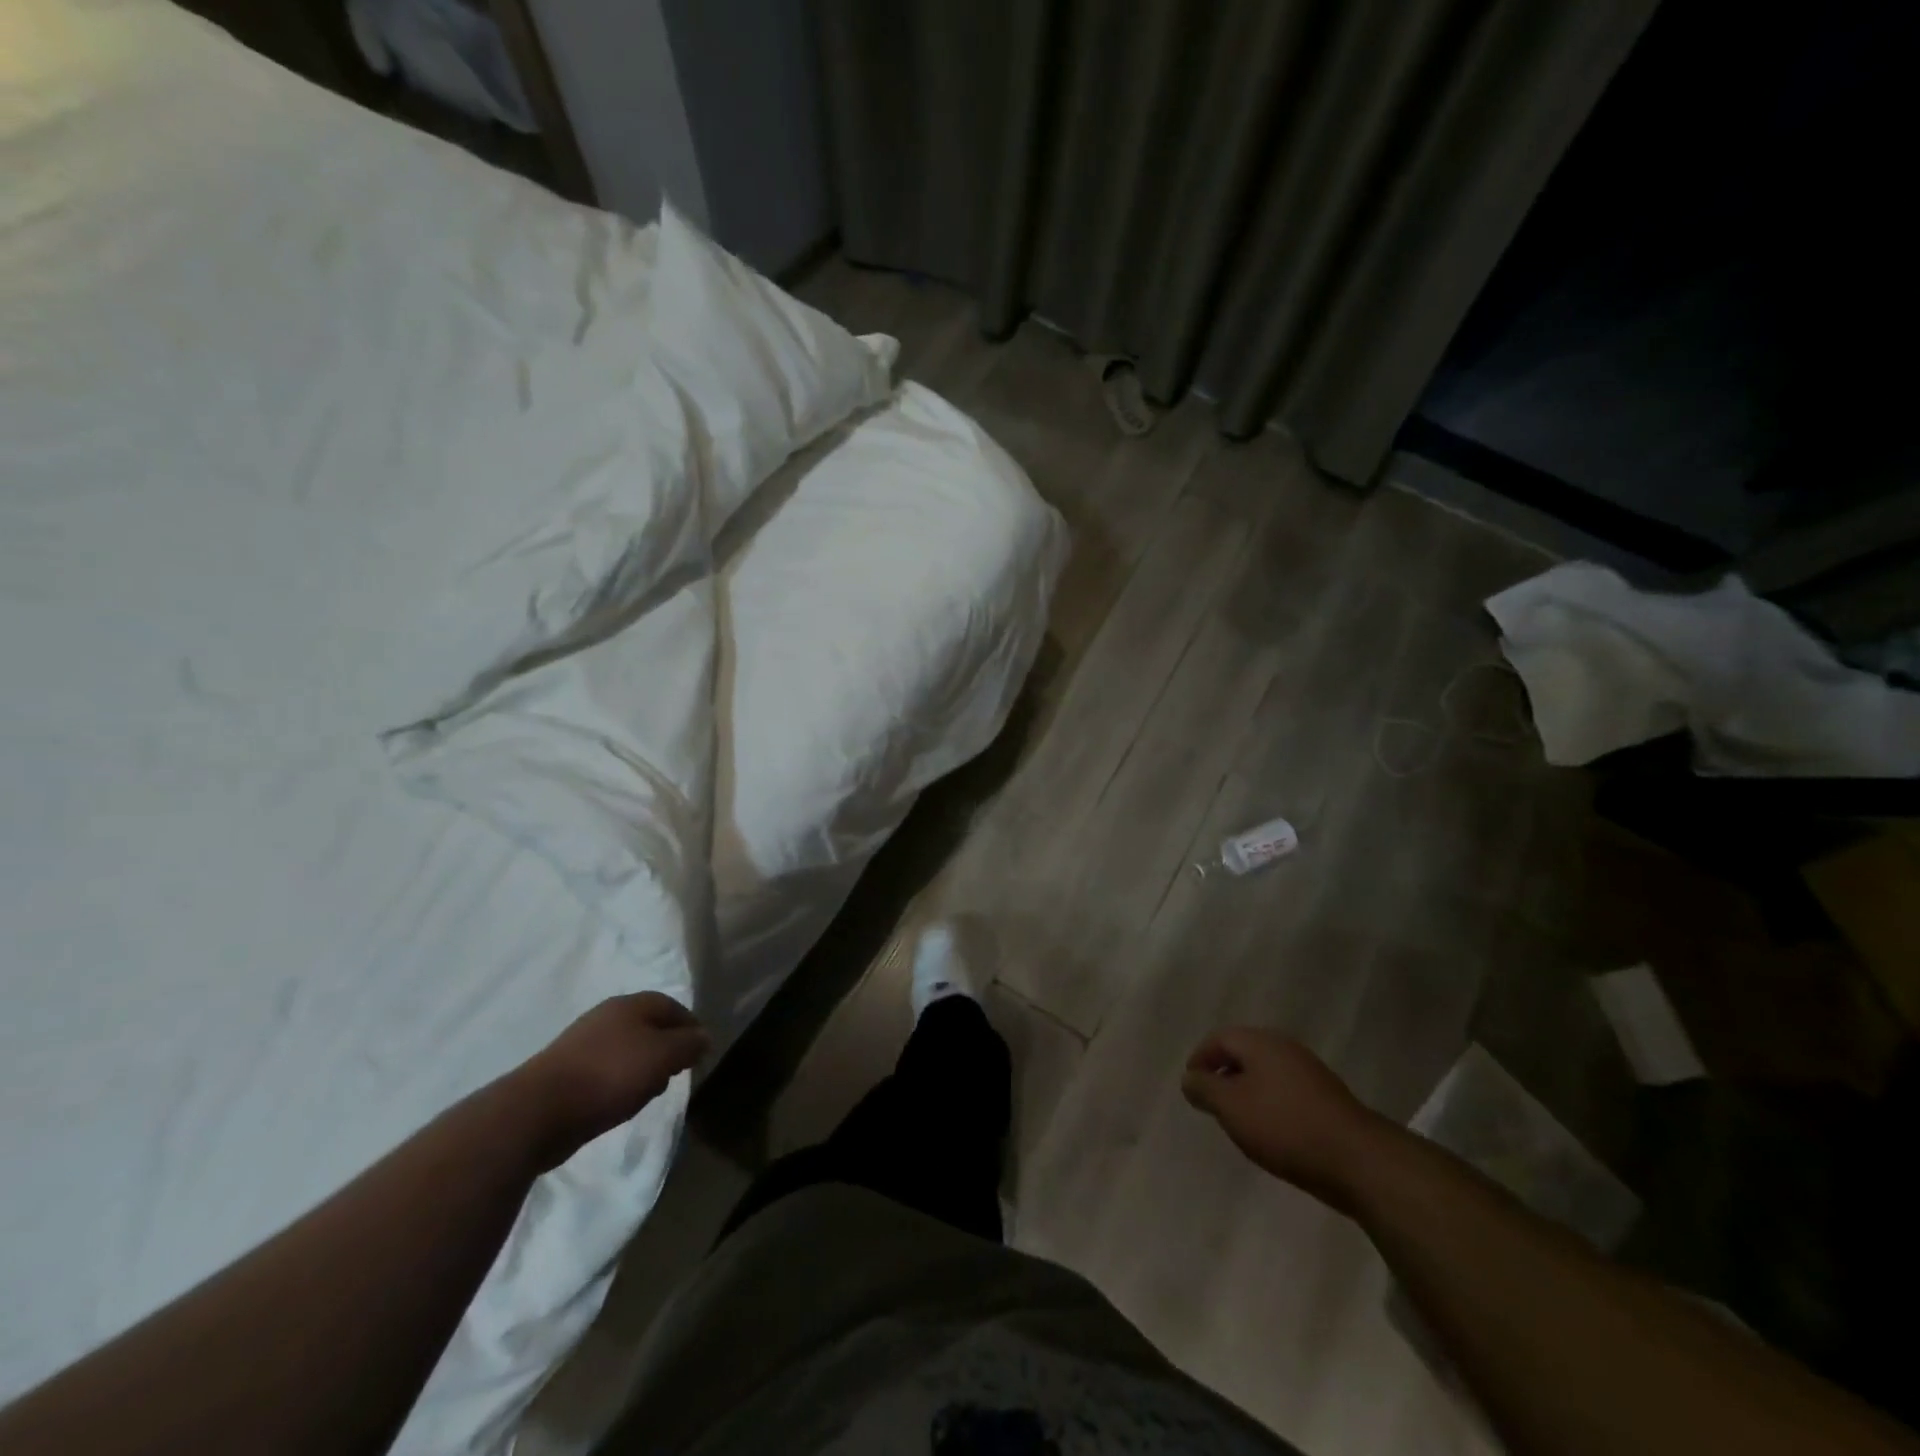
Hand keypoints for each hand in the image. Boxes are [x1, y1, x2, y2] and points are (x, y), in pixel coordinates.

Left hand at [518, 992, 710, 1167]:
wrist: (536, 1112)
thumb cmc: (609, 1075)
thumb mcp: (663, 1057)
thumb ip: (688, 1044)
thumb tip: (704, 1036)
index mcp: (630, 1004)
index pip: (671, 1005)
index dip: (690, 1026)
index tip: (700, 1051)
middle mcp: (606, 1016)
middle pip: (648, 1025)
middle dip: (666, 1046)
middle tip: (677, 1071)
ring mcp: (582, 1042)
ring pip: (626, 1048)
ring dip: (643, 1066)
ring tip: (650, 1091)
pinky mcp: (564, 1071)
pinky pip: (605, 1069)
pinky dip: (619, 1080)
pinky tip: (620, 1101)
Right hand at [1181, 1028, 1383, 1211]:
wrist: (1357, 1160)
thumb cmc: (1284, 1126)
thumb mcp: (1231, 1107)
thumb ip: (1204, 1089)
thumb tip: (1190, 1078)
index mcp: (1260, 1042)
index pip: (1219, 1038)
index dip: (1199, 1059)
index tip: (1191, 1086)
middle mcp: (1284, 1047)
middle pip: (1244, 1052)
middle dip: (1223, 1074)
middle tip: (1211, 1102)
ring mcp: (1309, 1071)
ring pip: (1266, 1073)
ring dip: (1247, 1090)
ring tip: (1238, 1120)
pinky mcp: (1326, 1097)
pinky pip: (1285, 1091)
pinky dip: (1270, 1103)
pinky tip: (1270, 1131)